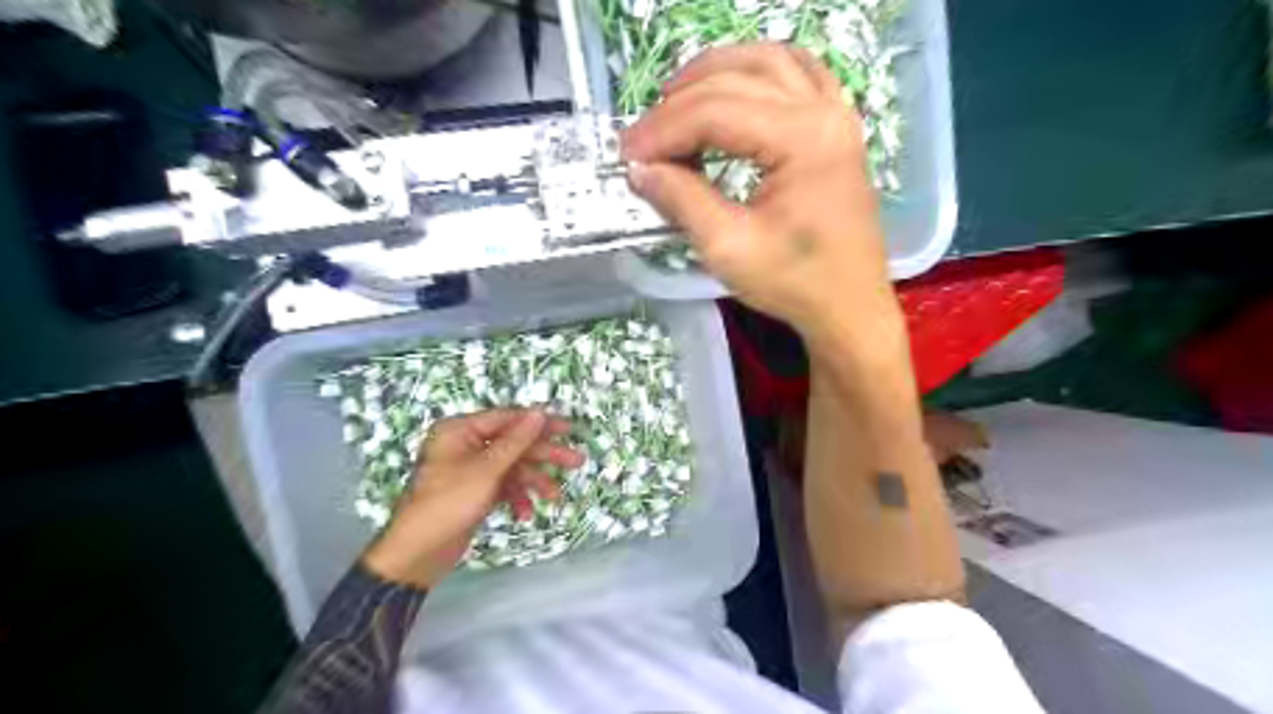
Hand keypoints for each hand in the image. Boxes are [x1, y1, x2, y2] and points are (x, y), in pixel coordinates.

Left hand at [360, 410, 583, 588]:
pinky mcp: (474, 491)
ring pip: (512, 467)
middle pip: (513, 443)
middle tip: (576, 462)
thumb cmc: (448, 503)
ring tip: (554, 498)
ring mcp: (470, 469)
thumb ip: (516, 440)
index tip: (569, 428)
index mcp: (460, 430)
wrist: (417, 553)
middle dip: (544, 456)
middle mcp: (465, 444)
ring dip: (533, 482)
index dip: (540, 424)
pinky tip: (525, 513)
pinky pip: (502, 486)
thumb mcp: (487, 470)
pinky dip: (516, 497)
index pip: (508, 418)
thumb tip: (539, 412)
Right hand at [623, 41, 899, 347]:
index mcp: (804, 139)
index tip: (627, 155)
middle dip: (679, 105)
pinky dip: (756, 72)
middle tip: (642, 138)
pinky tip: (732, 86)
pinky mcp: (836, 128)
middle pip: (737, 81)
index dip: (664, 130)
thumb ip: (681, 200)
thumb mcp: (728, 248)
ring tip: (674, 102)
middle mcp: (825, 111)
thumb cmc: (794, 283)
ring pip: (767, 62)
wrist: (847, 306)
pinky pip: (797, 73)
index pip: (717, 112)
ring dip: (715, 73)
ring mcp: (837, 114)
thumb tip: (640, 169)